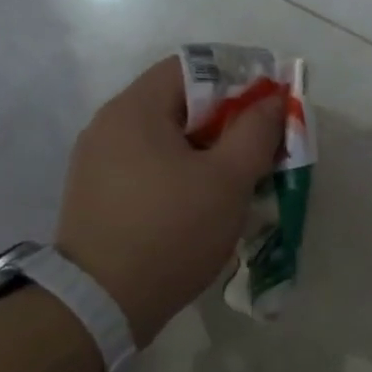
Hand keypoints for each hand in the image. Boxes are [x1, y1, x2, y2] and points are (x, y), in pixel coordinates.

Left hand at [55, 58, 283, 345]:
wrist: (100, 304)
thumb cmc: (171, 231)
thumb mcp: (227, 180)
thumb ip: (256, 131)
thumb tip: (274, 99)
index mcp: (135, 109)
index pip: (191, 67)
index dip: (237, 80)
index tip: (268, 109)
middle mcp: (109, 125)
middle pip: (179, 103)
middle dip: (226, 121)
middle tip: (261, 149)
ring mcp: (97, 161)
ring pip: (166, 138)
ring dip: (206, 151)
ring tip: (237, 181)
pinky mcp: (97, 194)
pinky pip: (148, 166)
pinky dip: (180, 173)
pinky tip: (201, 204)